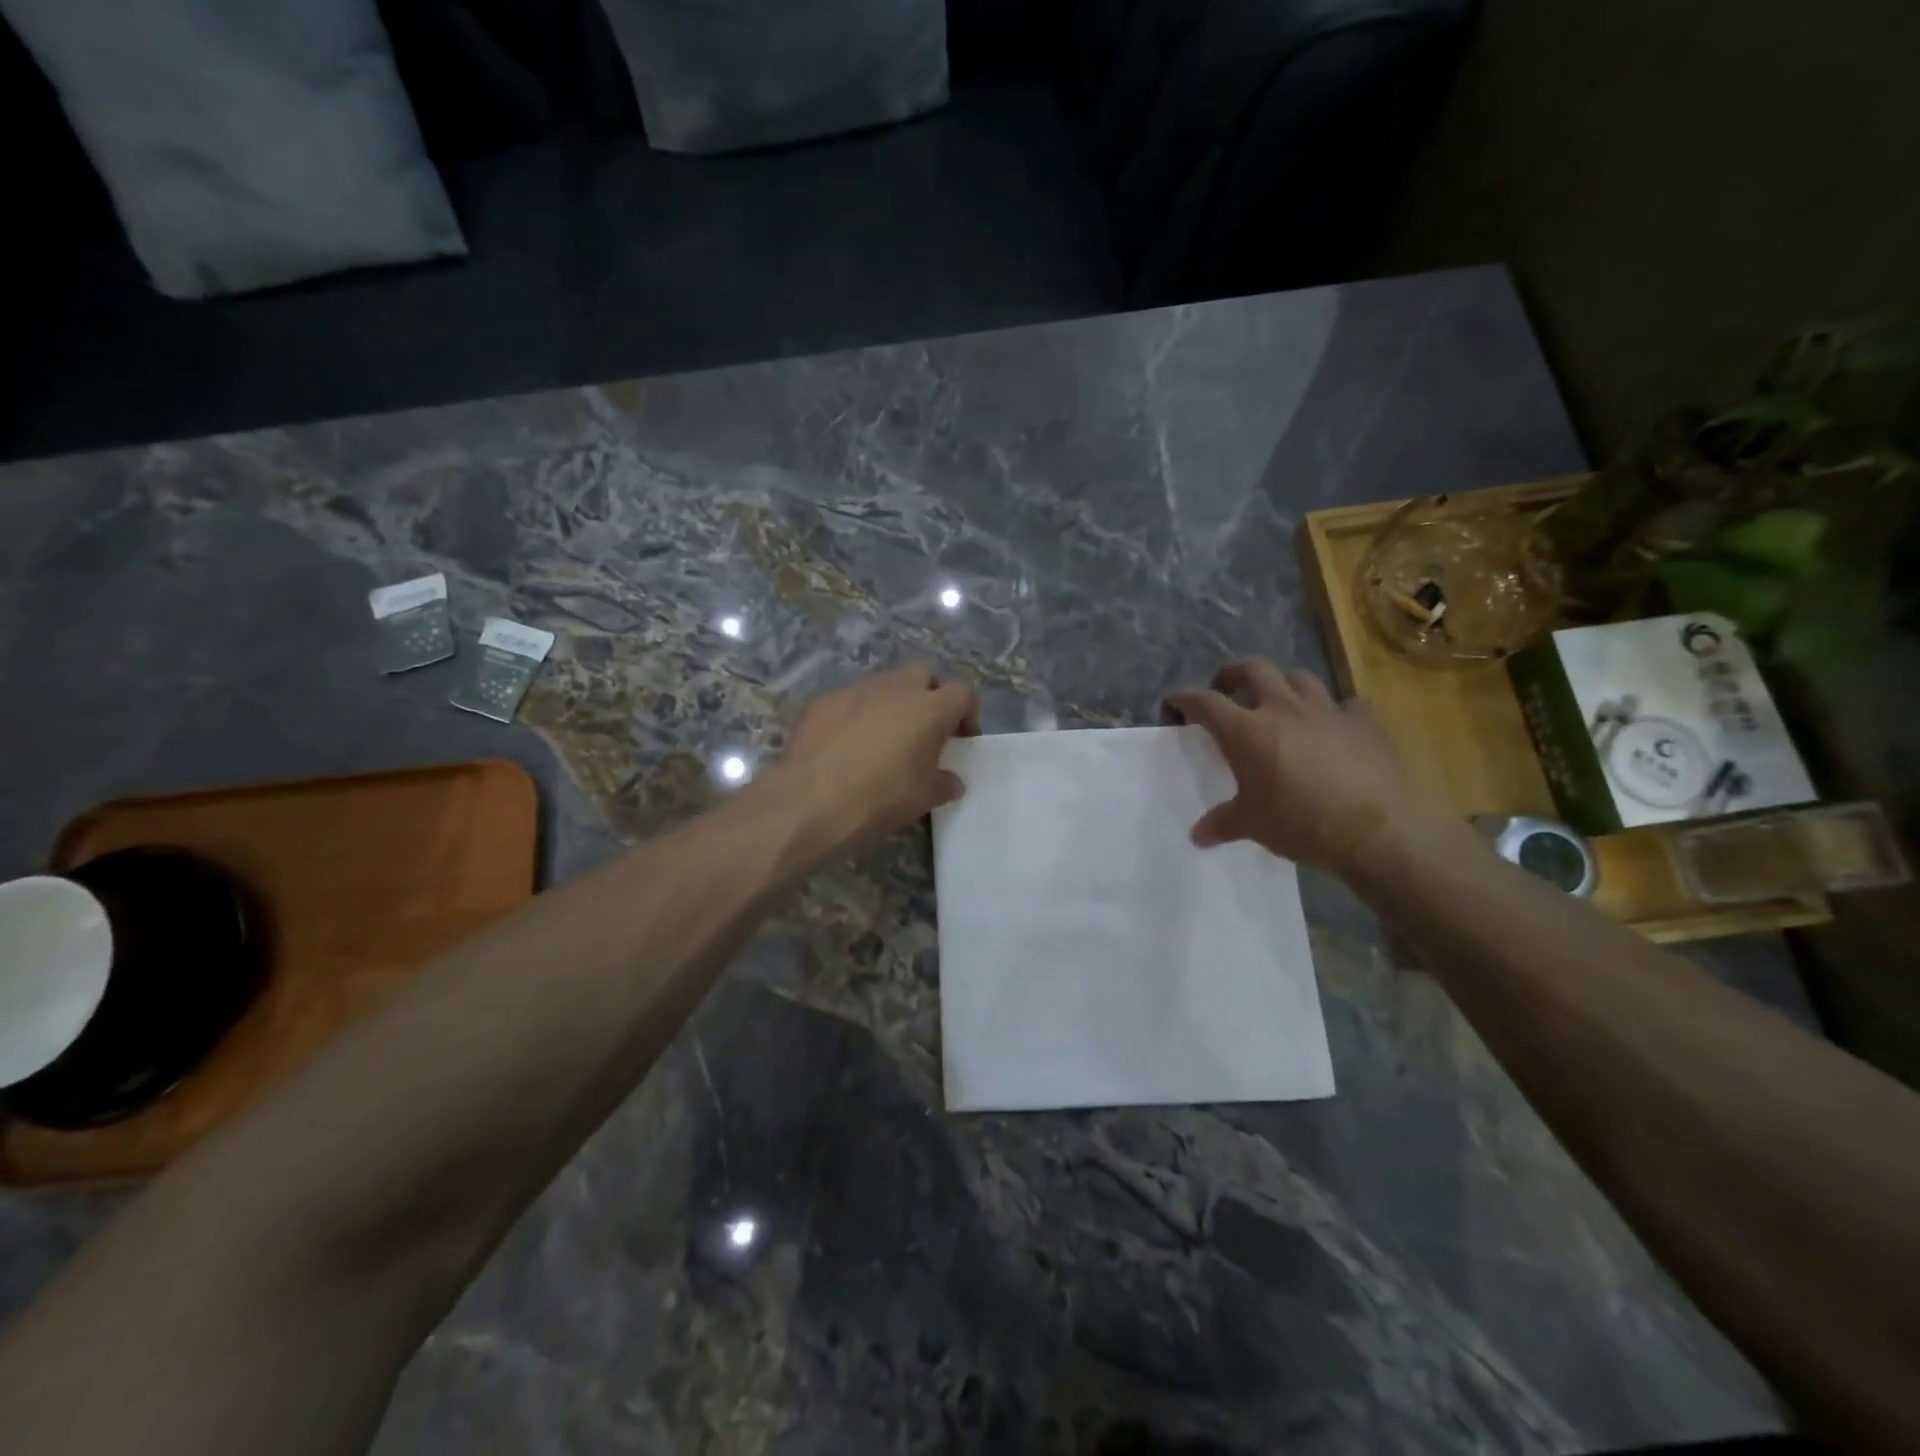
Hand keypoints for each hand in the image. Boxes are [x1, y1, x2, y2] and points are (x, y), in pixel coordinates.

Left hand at [766, 663, 978, 853]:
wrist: (810, 803)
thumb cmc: (880, 798)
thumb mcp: (924, 798)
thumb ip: (944, 783)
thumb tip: (951, 780)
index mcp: (929, 708)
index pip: (963, 693)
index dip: (967, 714)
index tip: (960, 740)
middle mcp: (895, 689)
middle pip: (923, 675)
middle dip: (928, 697)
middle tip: (923, 731)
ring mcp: (855, 690)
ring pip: (884, 685)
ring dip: (891, 705)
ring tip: (882, 740)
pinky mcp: (823, 702)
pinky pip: (849, 701)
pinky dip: (856, 716)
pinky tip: (846, 746)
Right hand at [1166, 660, 1441, 874]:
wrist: (1378, 831)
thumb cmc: (1301, 823)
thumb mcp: (1252, 825)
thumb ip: (1222, 823)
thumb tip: (1197, 836)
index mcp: (1247, 731)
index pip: (1205, 702)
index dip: (1185, 699)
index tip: (1174, 702)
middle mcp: (1283, 709)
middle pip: (1253, 669)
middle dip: (1233, 674)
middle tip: (1226, 688)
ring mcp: (1327, 710)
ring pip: (1299, 677)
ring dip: (1283, 684)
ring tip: (1279, 701)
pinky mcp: (1365, 722)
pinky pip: (1346, 704)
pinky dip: (1334, 711)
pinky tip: (1334, 727)